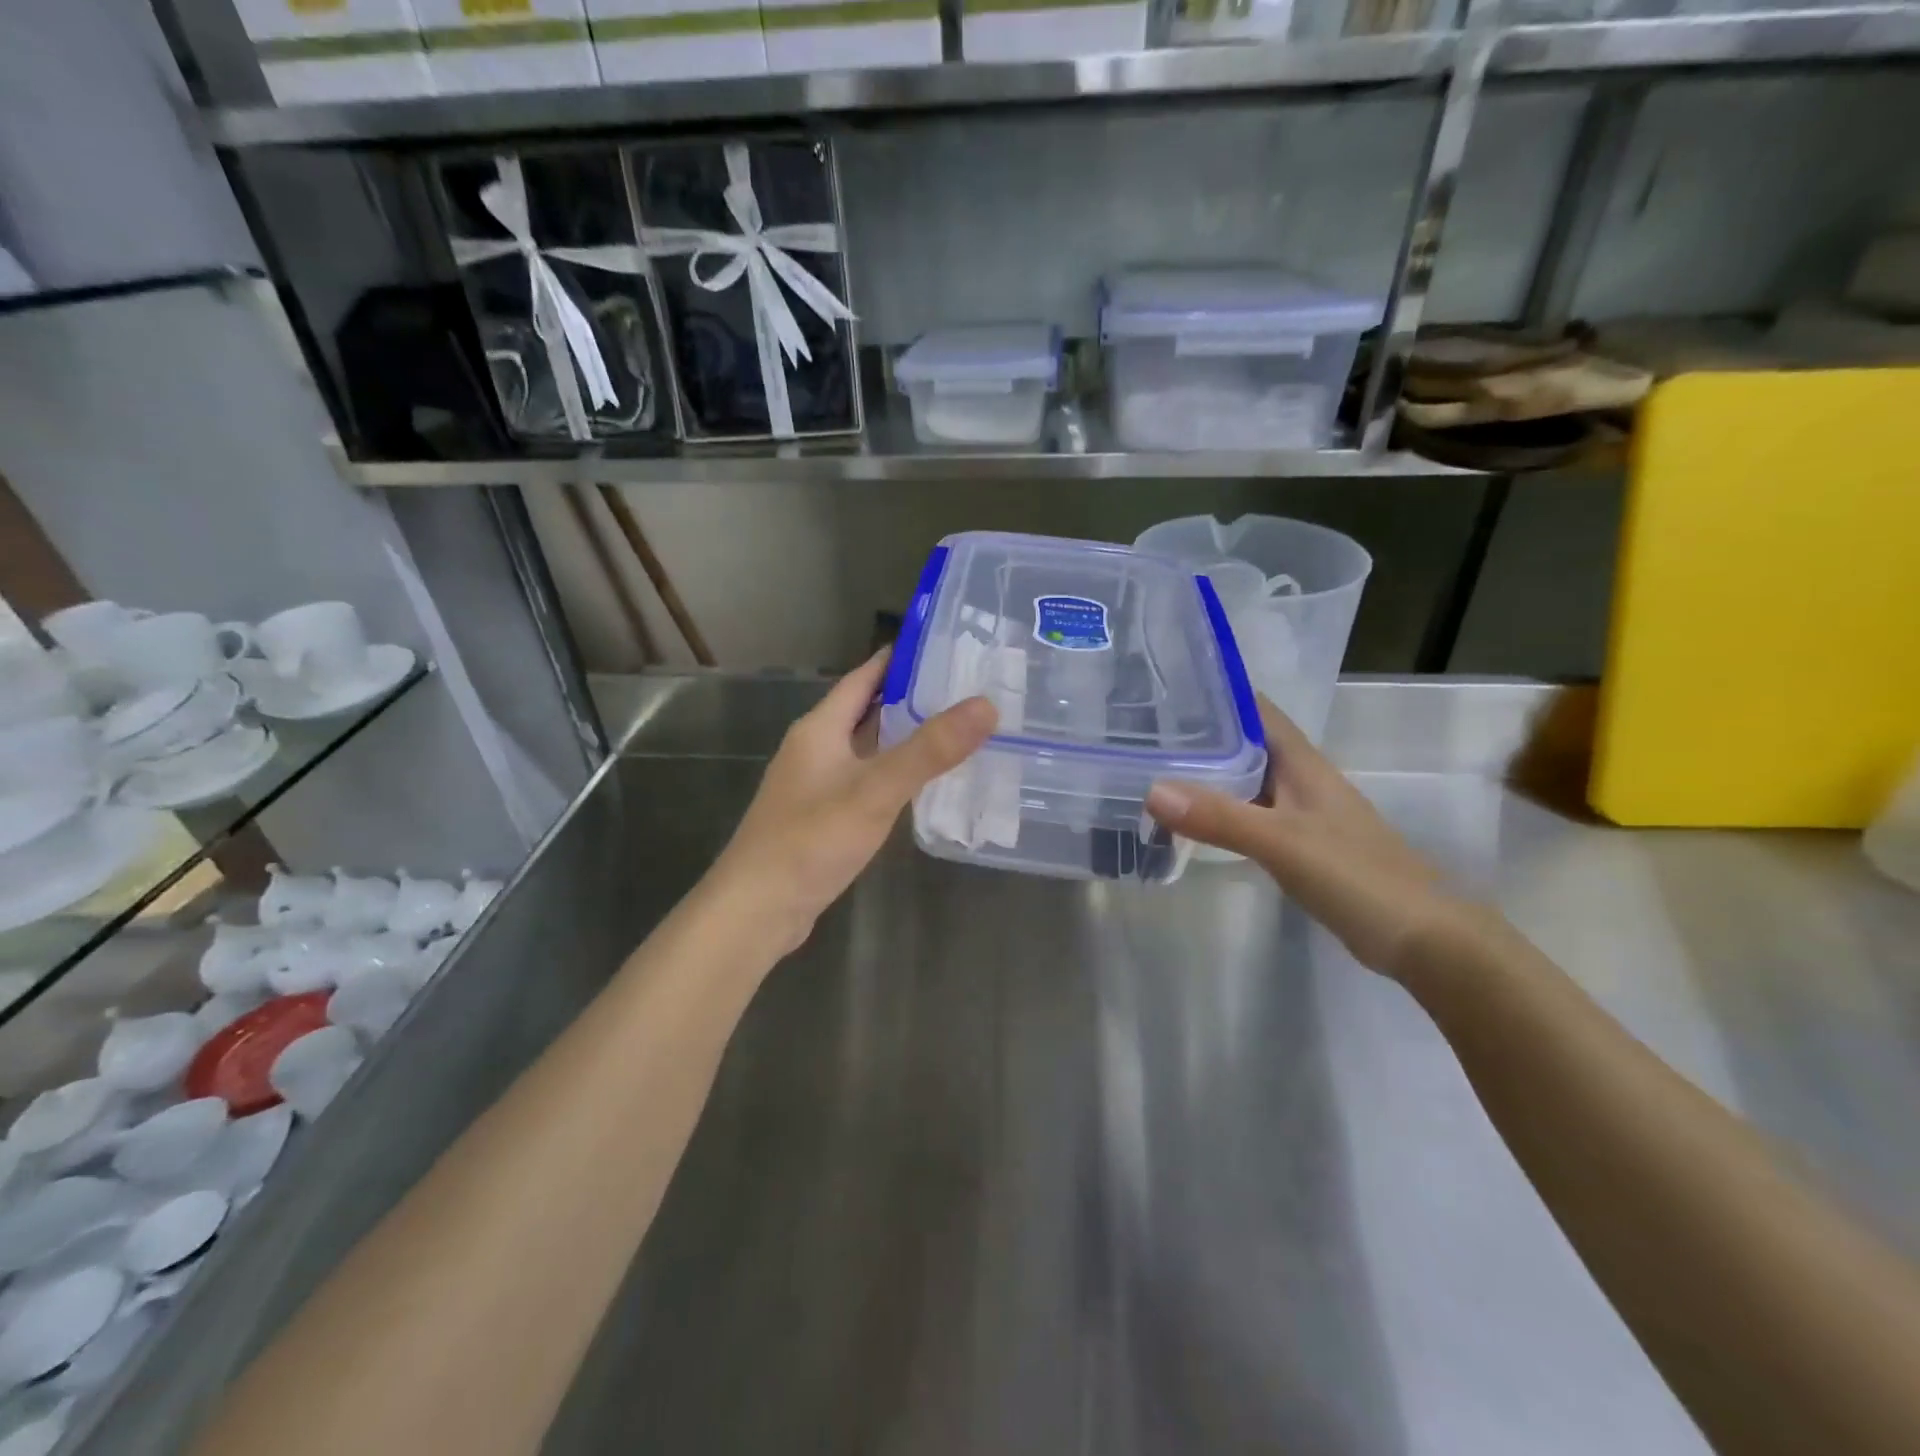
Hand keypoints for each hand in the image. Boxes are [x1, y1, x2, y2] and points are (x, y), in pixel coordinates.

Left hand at [710, 649, 996, 951]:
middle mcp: (815, 748)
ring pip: (867, 746)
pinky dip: (895, 772)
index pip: (864, 676)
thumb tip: (986, 705)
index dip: (901, 658)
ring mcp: (816, 783)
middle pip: (867, 709)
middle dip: (912, 697)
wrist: (758, 909)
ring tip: (956, 729)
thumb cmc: (811, 840)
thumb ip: (930, 750)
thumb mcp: (875, 791)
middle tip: (966, 689)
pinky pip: (866, 779)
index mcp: (820, 728)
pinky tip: (924, 783)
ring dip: (904, 736)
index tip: (948, 647)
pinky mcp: (823, 815)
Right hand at [1145, 697, 1475, 977]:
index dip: (1215, 693)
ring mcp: (1301, 814)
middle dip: (1200, 734)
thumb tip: (1151, 790)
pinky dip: (1220, 810)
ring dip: (1207, 773)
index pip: (1255, 710)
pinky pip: (1250, 814)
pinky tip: (1191, 820)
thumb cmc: (1358, 877)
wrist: (1424, 940)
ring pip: (1246, 780)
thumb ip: (1219, 817)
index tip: (1165, 688)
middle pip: (1246, 743)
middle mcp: (1301, 780)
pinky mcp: (1299, 846)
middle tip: (1141, 732)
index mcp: (1303, 764)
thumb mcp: (1283, 843)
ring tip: (1153, 768)